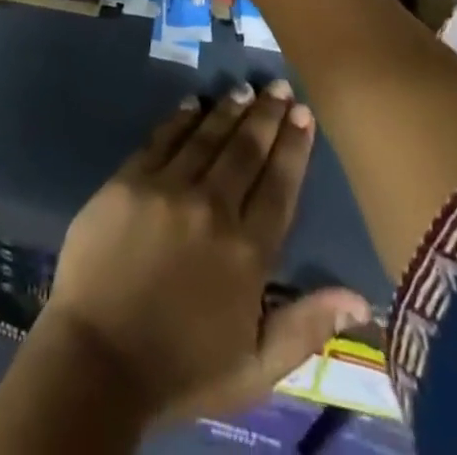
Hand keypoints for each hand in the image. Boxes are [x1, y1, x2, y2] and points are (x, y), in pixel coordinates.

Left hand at [37, 81, 368, 425]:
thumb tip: (360, 297)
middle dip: (266, 115)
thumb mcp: (255, 368)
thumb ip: (306, 327)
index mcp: (247, 252)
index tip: (304, 114)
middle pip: (246, 150)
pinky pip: (162, 138)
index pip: (280, 186)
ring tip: (245, 89)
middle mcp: (212, 208)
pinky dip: (181, 118)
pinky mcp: (129, 179)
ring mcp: (167, 188)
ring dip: (229, 109)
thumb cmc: (181, 370)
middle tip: (279, 87)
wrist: (96, 361)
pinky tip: (193, 103)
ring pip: (207, 136)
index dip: (294, 147)